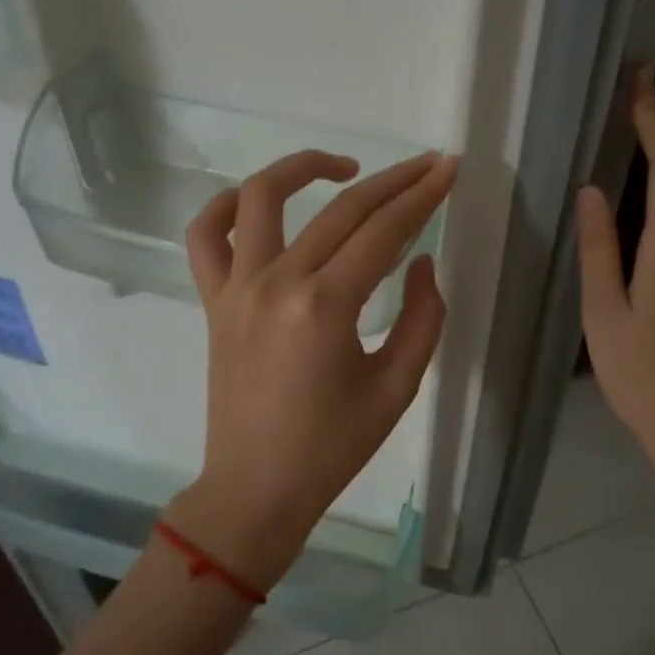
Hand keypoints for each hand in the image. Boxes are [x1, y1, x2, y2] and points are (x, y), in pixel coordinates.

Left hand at [168, 148, 456, 589]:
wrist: (256, 488)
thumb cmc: (333, 448)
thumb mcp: (397, 388)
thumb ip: (422, 318)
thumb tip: (421, 263)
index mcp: (326, 308)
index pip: (384, 231)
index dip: (422, 196)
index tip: (448, 170)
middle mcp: (277, 283)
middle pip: (341, 209)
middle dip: (392, 180)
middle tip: (426, 165)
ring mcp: (236, 287)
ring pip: (261, 197)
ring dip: (304, 168)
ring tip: (345, 168)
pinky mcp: (214, 300)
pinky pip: (206, 236)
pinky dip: (227, 205)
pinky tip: (257, 202)